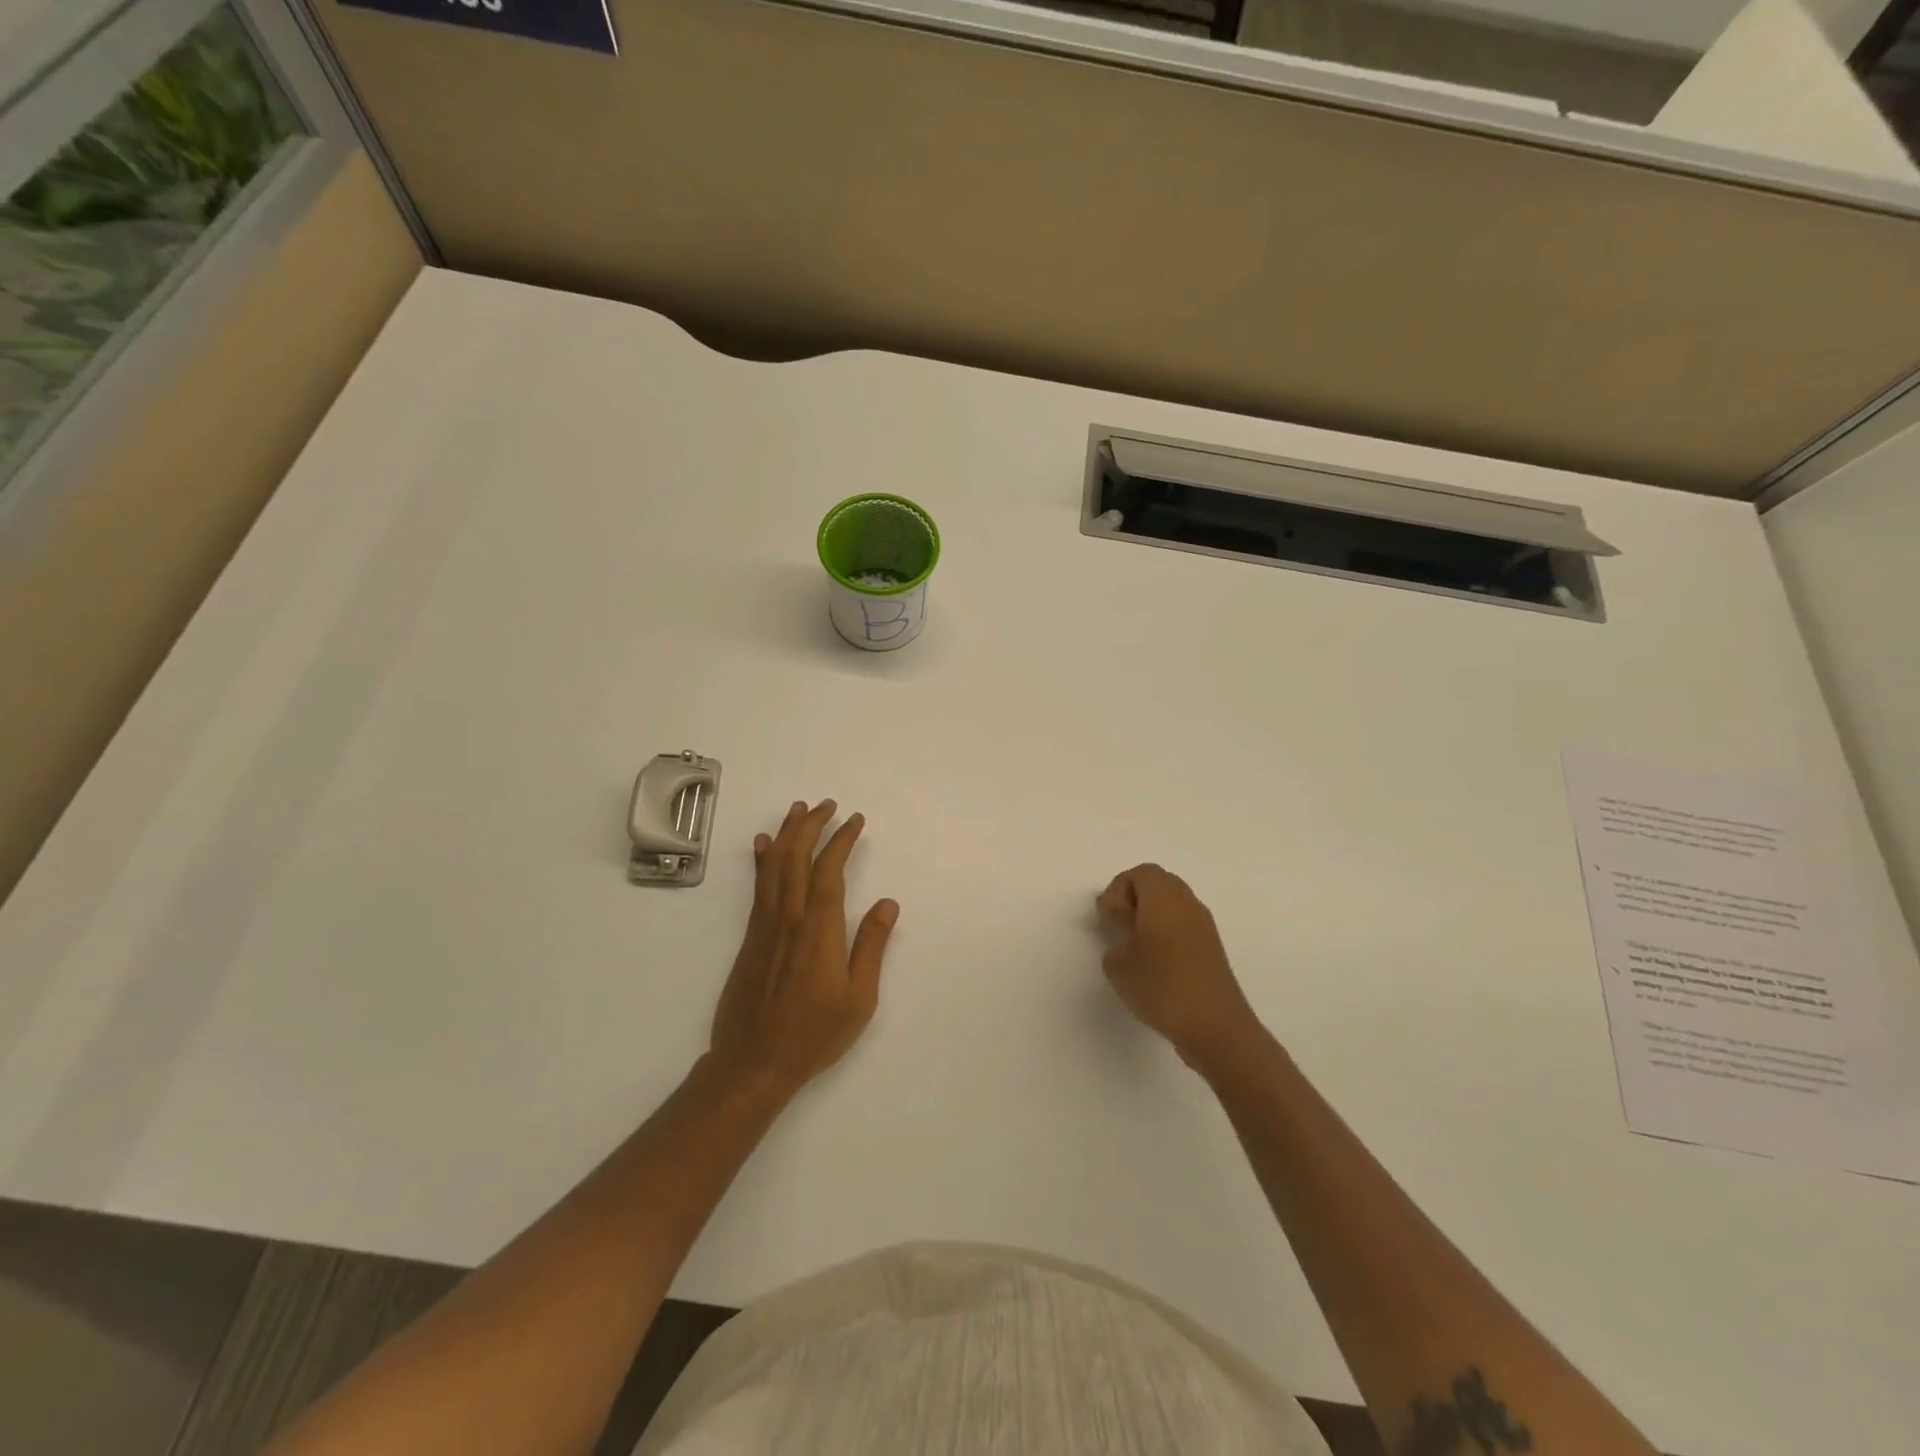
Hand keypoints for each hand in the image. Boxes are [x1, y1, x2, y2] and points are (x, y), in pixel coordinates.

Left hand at [707, 800, 898, 1097]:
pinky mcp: (751, 937)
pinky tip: (763, 844)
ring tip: (798, 810)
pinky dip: (761, 860)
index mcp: (819, 930)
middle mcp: (789, 918)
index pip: (829, 871)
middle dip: (812, 826)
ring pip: (774, 866)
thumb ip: (871, 947)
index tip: (854, 820)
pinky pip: (757, 886)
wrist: (752, 1062)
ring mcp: (765, 926)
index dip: (841, 840)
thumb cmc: (813, 1034)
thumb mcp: (858, 998)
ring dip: (786, 834)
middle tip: (827, 804)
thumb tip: (887, 903)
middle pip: (797, 858)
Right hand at [1097, 864, 1260, 1073]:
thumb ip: (1115, 934)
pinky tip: (1155, 963)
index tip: (1107, 918)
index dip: (1118, 890)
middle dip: (1134, 899)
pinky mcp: (1212, 948)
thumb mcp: (1119, 961)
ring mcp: (1204, 925)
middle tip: (1118, 927)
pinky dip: (1166, 932)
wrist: (1215, 1026)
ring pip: (1173, 904)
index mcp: (1164, 897)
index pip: (1140, 873)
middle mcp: (1187, 903)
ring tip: (1134, 948)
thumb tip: (1126, 925)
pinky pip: (1184, 924)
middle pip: (1159, 883)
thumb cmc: (1161, 986)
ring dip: (1151, 916)